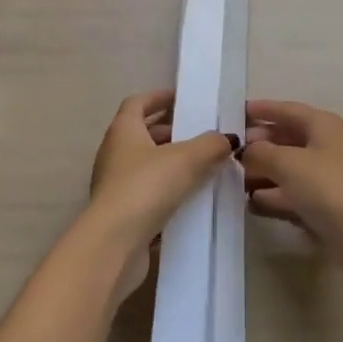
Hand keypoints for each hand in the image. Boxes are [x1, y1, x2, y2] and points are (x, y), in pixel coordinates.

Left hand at [87, 90, 233, 300]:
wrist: (114, 244)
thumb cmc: (146, 187)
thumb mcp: (186, 159)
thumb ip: (210, 145)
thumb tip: (228, 138)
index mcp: (123, 130)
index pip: (138, 103)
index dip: (159, 97)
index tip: (182, 99)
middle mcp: (114, 152)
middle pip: (142, 133)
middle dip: (170, 131)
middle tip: (200, 133)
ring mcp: (114, 184)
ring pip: (146, 165)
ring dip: (170, 162)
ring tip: (202, 165)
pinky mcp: (120, 213)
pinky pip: (147, 193)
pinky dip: (167, 190)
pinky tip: (191, 198)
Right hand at [241, 100, 342, 291]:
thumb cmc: (327, 186)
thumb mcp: (287, 163)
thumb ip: (260, 152)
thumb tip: (246, 151)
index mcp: (322, 125)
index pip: (288, 110)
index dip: (263, 110)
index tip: (236, 112)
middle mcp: (326, 147)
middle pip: (287, 139)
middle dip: (259, 144)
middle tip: (230, 152)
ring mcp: (327, 178)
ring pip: (288, 169)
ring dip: (263, 172)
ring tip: (233, 179)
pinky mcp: (325, 206)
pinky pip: (293, 194)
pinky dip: (274, 196)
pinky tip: (252, 203)